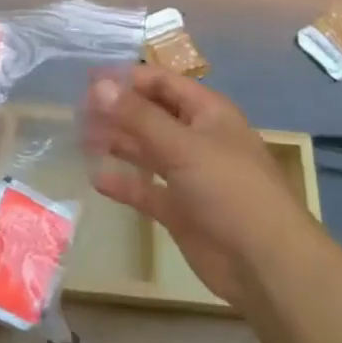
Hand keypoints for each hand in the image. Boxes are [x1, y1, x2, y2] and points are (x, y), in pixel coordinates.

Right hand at [85, 67, 319, 309]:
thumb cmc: (229, 189)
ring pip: (146, 151)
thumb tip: (98, 85)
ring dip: (117, 143)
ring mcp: (189, 175)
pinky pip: (146, 189)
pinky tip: (96, 179)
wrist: (265, 263)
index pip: (162, 83)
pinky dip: (124, 183)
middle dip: (117, 111)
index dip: (127, 79)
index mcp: (207, 113)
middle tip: (76, 112)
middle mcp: (197, 138)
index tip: (88, 81)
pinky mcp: (180, 210)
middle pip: (151, 115)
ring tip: (80, 138)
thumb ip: (138, 116)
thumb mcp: (183, 146)